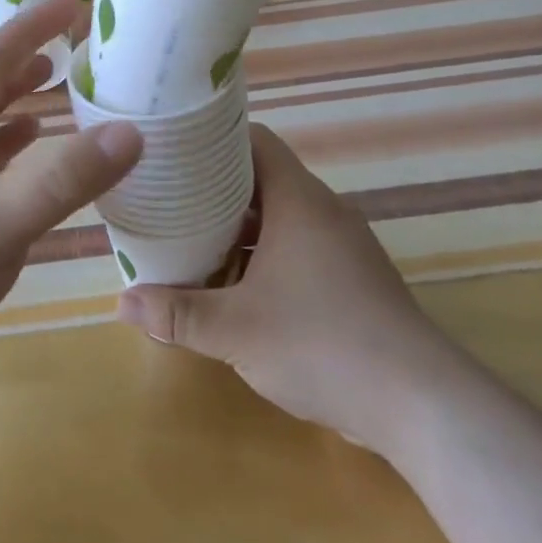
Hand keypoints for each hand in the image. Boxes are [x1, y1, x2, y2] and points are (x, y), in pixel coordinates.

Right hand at [116, 124, 441, 451]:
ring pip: (282, 218)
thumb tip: (123, 303)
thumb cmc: (321, 344)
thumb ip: (178, 314)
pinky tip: (238, 288)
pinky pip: (300, 247)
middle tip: (170, 201)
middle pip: (263, 180)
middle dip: (216, 191)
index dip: (215, 140)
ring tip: (193, 243)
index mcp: (299, 200)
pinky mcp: (354, 278)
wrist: (418, 402)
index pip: (255, 141)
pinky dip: (266, 255)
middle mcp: (324, 211)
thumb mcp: (236, 330)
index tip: (175, 152)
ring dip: (241, 229)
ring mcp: (344, 245)